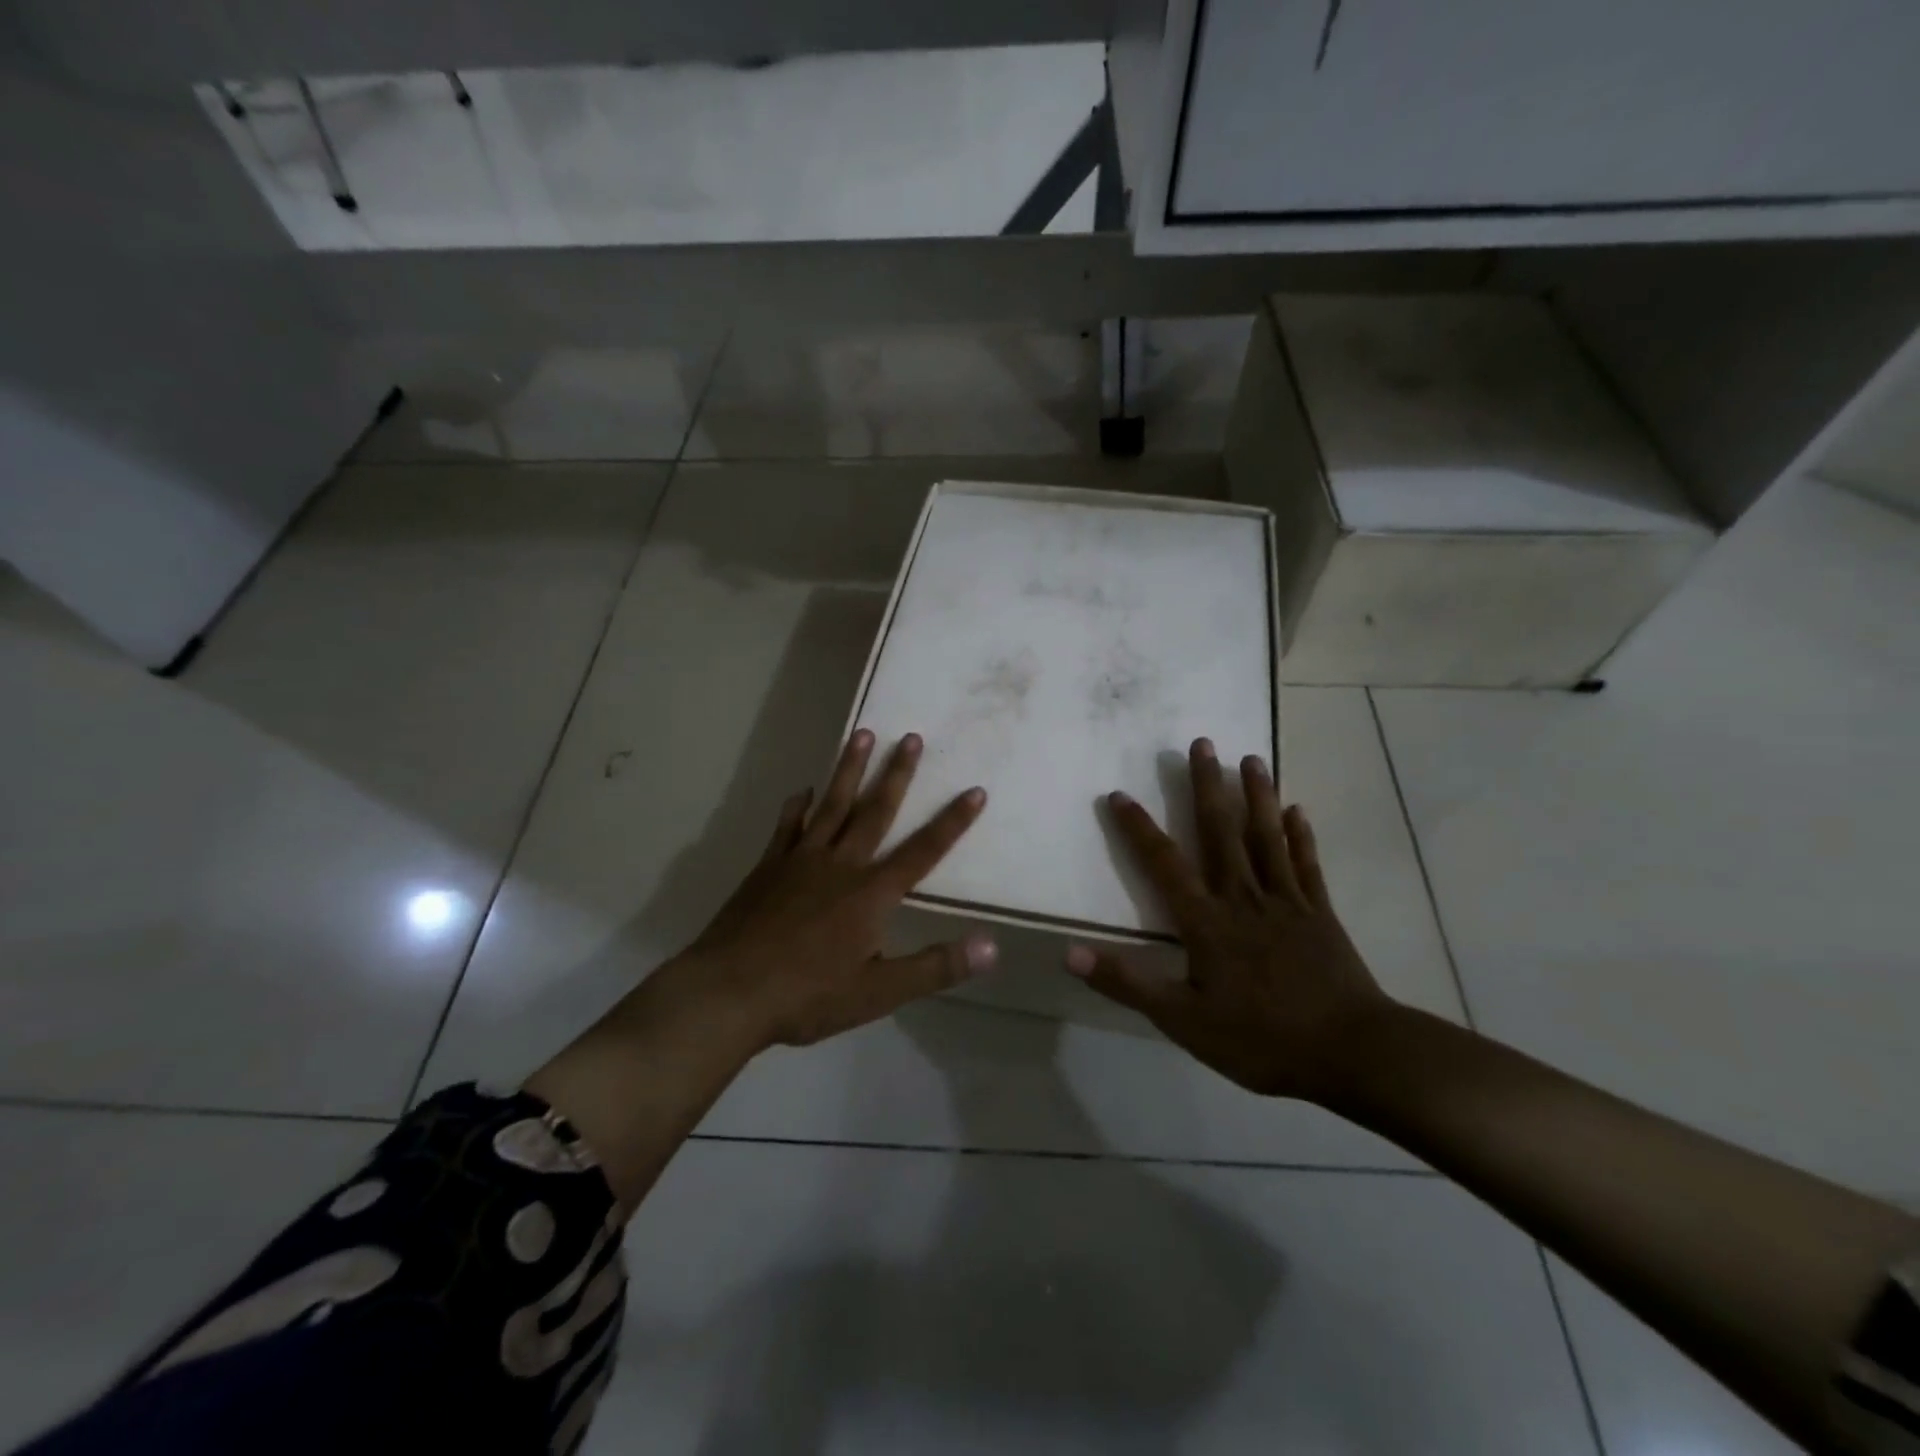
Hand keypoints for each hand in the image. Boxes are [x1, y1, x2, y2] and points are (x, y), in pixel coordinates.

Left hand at [675, 729, 995, 1048]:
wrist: (729, 992)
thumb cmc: (809, 995)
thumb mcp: (880, 992)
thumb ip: (935, 967)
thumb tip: (992, 946)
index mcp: (872, 894)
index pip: (923, 851)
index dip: (952, 822)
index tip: (975, 790)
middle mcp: (841, 865)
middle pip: (875, 812)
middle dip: (896, 774)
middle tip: (911, 737)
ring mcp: (801, 861)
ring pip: (832, 806)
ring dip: (849, 770)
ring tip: (862, 735)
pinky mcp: (768, 867)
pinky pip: (788, 827)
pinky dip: (798, 806)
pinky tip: (804, 791)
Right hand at [1066, 738, 1394, 1101]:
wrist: (1352, 1052)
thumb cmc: (1261, 1038)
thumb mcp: (1183, 1020)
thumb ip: (1127, 983)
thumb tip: (1069, 952)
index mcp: (1206, 921)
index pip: (1164, 863)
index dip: (1138, 828)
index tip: (1119, 794)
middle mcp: (1243, 897)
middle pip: (1221, 831)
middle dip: (1207, 786)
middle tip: (1202, 742)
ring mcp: (1286, 901)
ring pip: (1266, 837)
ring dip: (1257, 795)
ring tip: (1251, 758)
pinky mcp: (1319, 913)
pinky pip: (1307, 865)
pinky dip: (1300, 836)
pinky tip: (1297, 809)